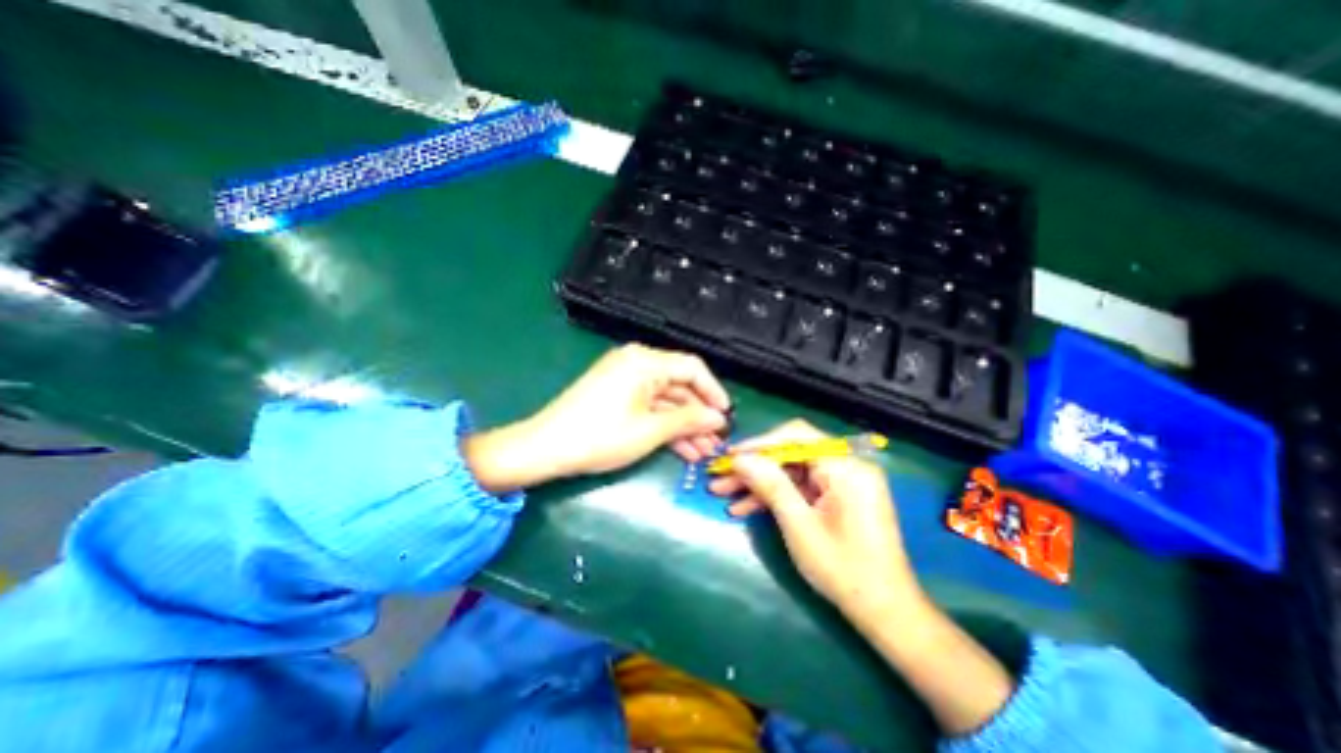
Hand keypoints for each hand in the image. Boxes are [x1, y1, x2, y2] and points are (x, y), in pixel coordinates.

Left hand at [464, 344, 731, 493]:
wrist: (545, 448)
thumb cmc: (600, 436)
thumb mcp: (650, 430)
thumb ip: (689, 420)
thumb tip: (719, 419)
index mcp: (645, 361)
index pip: (692, 368)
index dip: (714, 392)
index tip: (727, 416)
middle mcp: (636, 363)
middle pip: (679, 385)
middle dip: (699, 415)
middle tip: (716, 441)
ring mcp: (625, 379)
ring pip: (666, 399)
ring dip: (684, 424)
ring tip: (703, 451)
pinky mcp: (617, 395)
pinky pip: (649, 406)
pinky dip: (665, 425)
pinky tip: (682, 449)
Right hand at [711, 421, 924, 619]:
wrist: (885, 612)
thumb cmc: (843, 569)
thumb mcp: (799, 525)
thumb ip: (770, 485)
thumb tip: (740, 458)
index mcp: (845, 467)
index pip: (796, 437)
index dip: (760, 444)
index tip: (731, 456)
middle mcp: (846, 466)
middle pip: (791, 454)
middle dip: (755, 467)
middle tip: (722, 477)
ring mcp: (842, 482)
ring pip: (791, 472)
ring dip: (759, 483)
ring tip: (724, 494)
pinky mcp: (837, 496)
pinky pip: (801, 487)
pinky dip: (776, 496)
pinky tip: (746, 508)